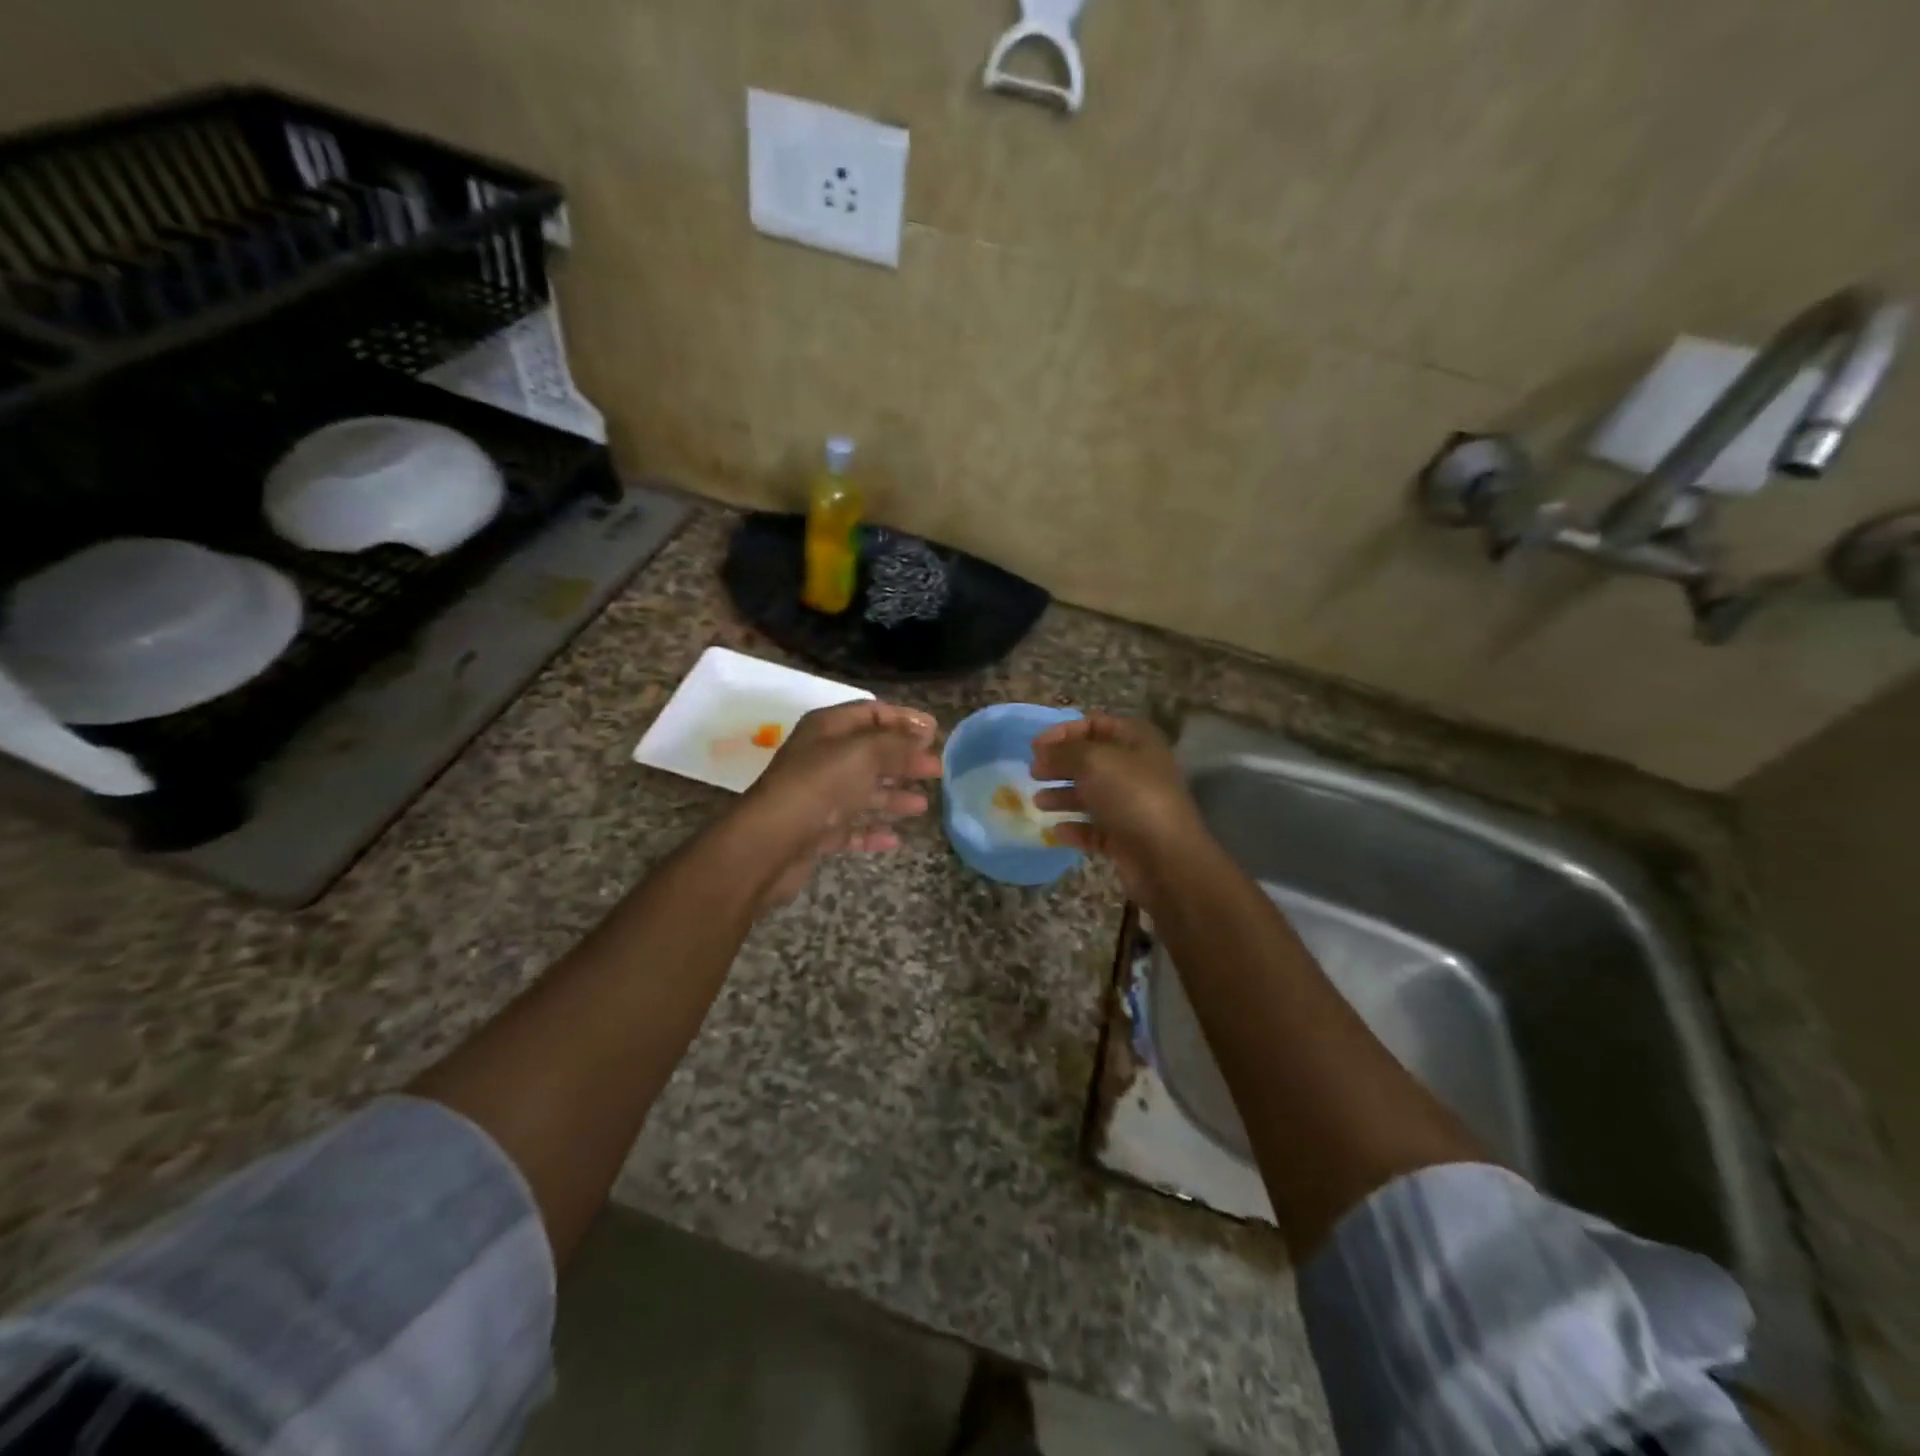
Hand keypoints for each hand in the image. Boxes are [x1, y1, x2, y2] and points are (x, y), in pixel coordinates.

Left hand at [729, 701, 941, 908]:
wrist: (771, 842)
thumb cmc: (819, 786)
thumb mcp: (864, 753)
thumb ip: (898, 743)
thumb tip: (925, 736)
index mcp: (827, 728)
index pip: (871, 712)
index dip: (904, 719)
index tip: (936, 732)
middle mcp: (821, 757)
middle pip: (870, 752)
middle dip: (904, 759)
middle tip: (937, 769)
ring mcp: (818, 795)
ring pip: (862, 791)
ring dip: (893, 796)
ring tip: (923, 805)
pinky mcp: (815, 830)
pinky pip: (851, 827)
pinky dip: (872, 830)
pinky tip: (896, 839)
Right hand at [1030, 714, 1208, 904]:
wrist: (1166, 857)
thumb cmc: (1131, 796)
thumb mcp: (1093, 761)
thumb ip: (1063, 751)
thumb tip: (1043, 752)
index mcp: (1137, 741)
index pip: (1096, 724)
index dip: (1064, 731)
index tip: (1035, 746)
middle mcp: (1137, 769)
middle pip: (1091, 760)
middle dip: (1060, 764)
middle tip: (1034, 773)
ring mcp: (1133, 805)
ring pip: (1091, 795)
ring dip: (1063, 796)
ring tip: (1038, 802)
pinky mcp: (1126, 837)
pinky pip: (1095, 828)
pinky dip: (1075, 827)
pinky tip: (1056, 831)